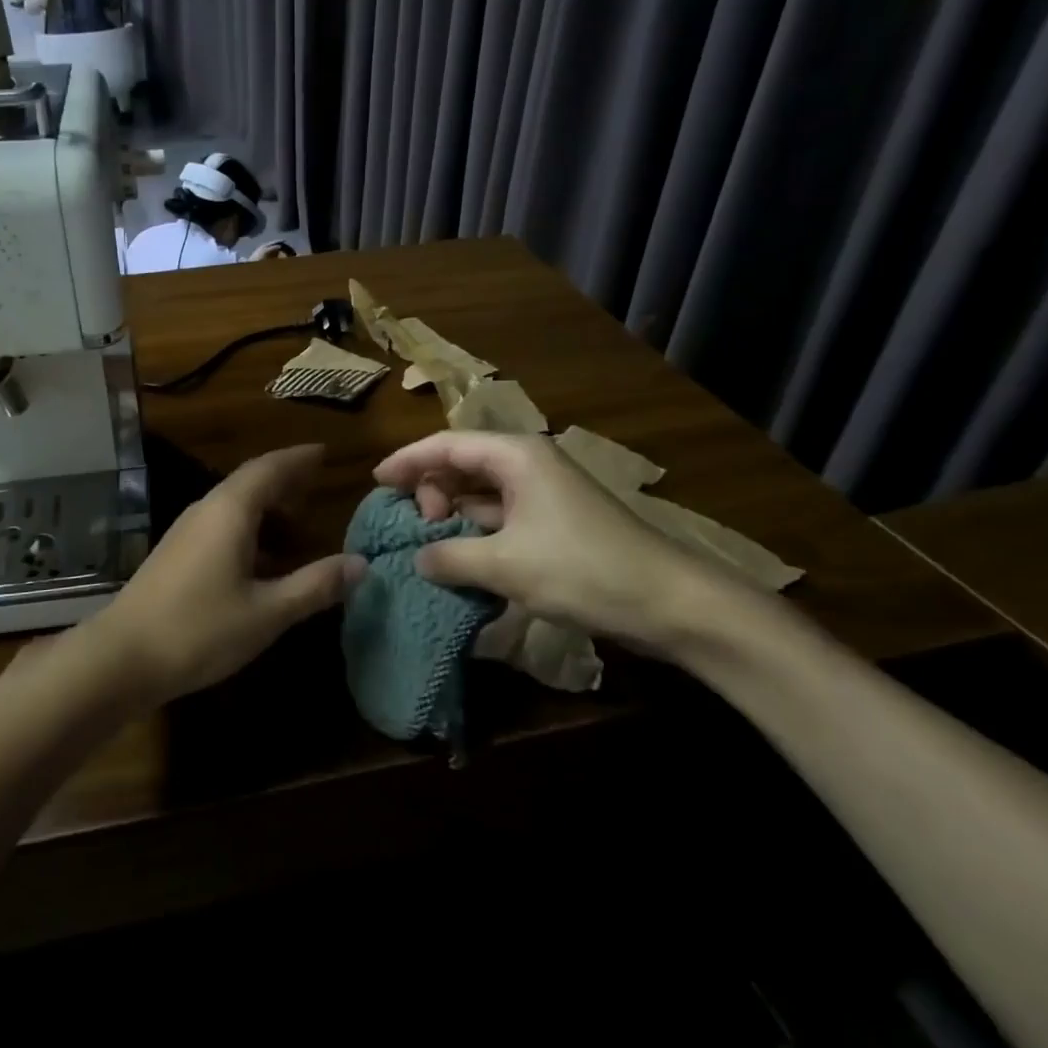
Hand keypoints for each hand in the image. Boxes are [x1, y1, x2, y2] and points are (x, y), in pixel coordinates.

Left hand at [85, 445, 364, 705]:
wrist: (122, 657)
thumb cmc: (200, 630)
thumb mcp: (268, 612)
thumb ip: (315, 585)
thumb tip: (361, 564)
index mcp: (230, 511)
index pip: (269, 468)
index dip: (298, 459)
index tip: (324, 453)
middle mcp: (206, 510)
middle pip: (250, 481)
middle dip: (284, 480)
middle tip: (316, 485)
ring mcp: (185, 531)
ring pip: (233, 504)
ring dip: (266, 507)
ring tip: (297, 524)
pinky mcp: (175, 553)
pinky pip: (220, 525)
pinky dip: (248, 529)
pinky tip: (260, 560)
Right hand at [372, 432, 718, 651]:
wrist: (670, 603)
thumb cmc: (582, 569)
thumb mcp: (505, 565)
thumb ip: (450, 557)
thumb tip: (417, 559)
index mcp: (516, 456)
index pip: (447, 444)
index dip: (408, 460)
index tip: (377, 481)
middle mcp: (528, 465)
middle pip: (463, 464)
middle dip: (431, 490)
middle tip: (418, 527)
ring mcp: (544, 495)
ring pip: (482, 494)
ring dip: (453, 515)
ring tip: (430, 545)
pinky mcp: (555, 523)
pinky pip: (501, 517)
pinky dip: (477, 533)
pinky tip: (462, 560)